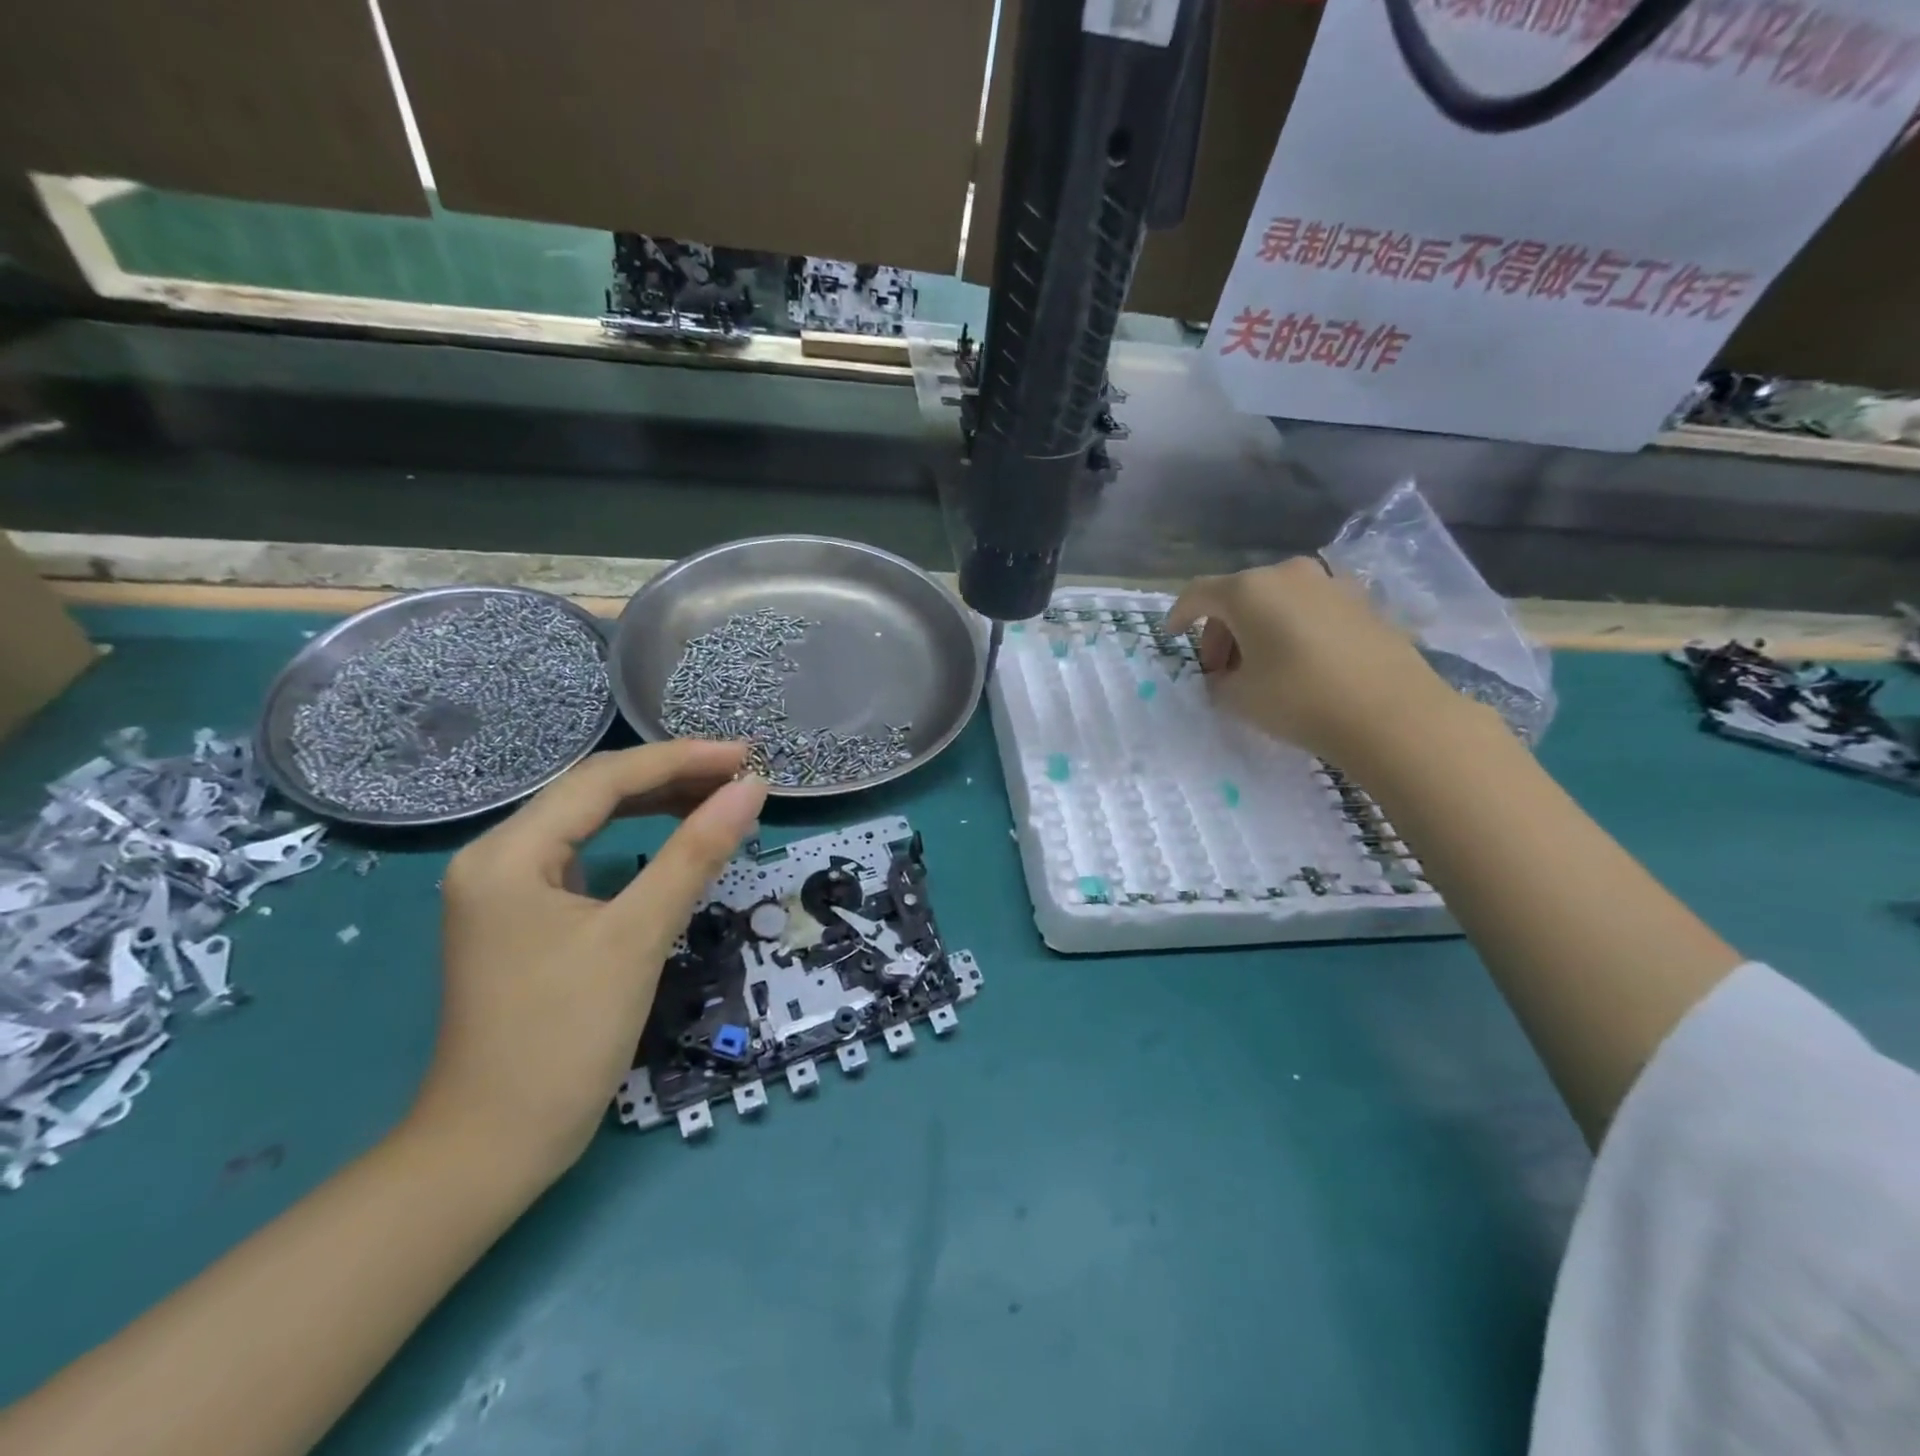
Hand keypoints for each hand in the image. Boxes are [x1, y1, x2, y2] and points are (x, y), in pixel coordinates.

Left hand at [415, 741, 767, 1181]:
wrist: (495, 1146)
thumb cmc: (564, 1037)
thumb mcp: (638, 937)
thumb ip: (696, 854)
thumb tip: (752, 790)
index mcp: (508, 853)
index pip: (604, 780)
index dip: (681, 759)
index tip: (746, 756)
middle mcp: (498, 857)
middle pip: (594, 793)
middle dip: (671, 777)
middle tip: (742, 775)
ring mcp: (507, 889)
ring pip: (590, 822)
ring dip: (656, 805)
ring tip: (719, 798)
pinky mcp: (523, 917)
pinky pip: (586, 857)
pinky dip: (636, 839)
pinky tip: (673, 837)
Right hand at [1167, 558, 1458, 766]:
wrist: (1392, 713)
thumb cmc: (1299, 699)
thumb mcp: (1238, 699)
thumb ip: (1218, 682)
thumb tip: (1224, 676)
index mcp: (1249, 590)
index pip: (1198, 593)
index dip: (1179, 615)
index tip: (1171, 636)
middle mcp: (1288, 575)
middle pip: (1238, 595)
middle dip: (1221, 630)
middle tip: (1219, 670)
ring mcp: (1330, 584)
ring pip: (1276, 600)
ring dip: (1257, 629)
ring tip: (1259, 669)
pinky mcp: (1362, 603)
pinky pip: (1310, 609)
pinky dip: (1292, 629)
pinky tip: (1298, 663)